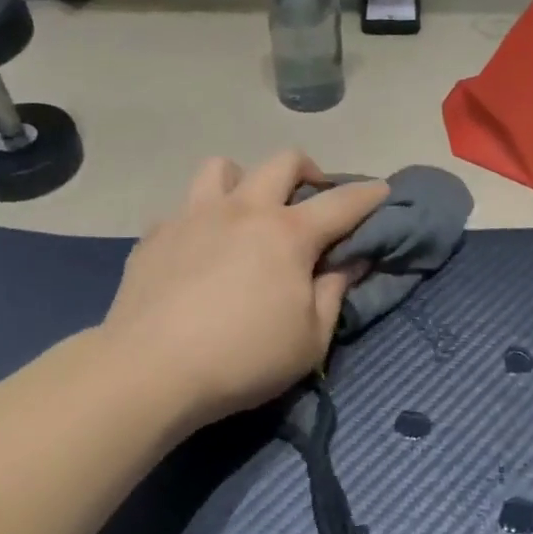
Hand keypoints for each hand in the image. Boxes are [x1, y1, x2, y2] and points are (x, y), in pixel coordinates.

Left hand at [103, 152, 387, 430]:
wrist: (151, 371)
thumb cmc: (243, 359)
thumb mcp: (310, 339)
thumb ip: (335, 292)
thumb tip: (351, 260)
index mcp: (287, 234)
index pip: (341, 203)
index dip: (368, 195)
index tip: (382, 191)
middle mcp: (243, 210)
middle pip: (283, 162)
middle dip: (308, 171)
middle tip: (313, 197)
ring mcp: (194, 216)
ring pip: (223, 167)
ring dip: (245, 180)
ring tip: (248, 210)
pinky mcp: (156, 234)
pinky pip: (185, 208)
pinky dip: (202, 218)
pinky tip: (201, 249)